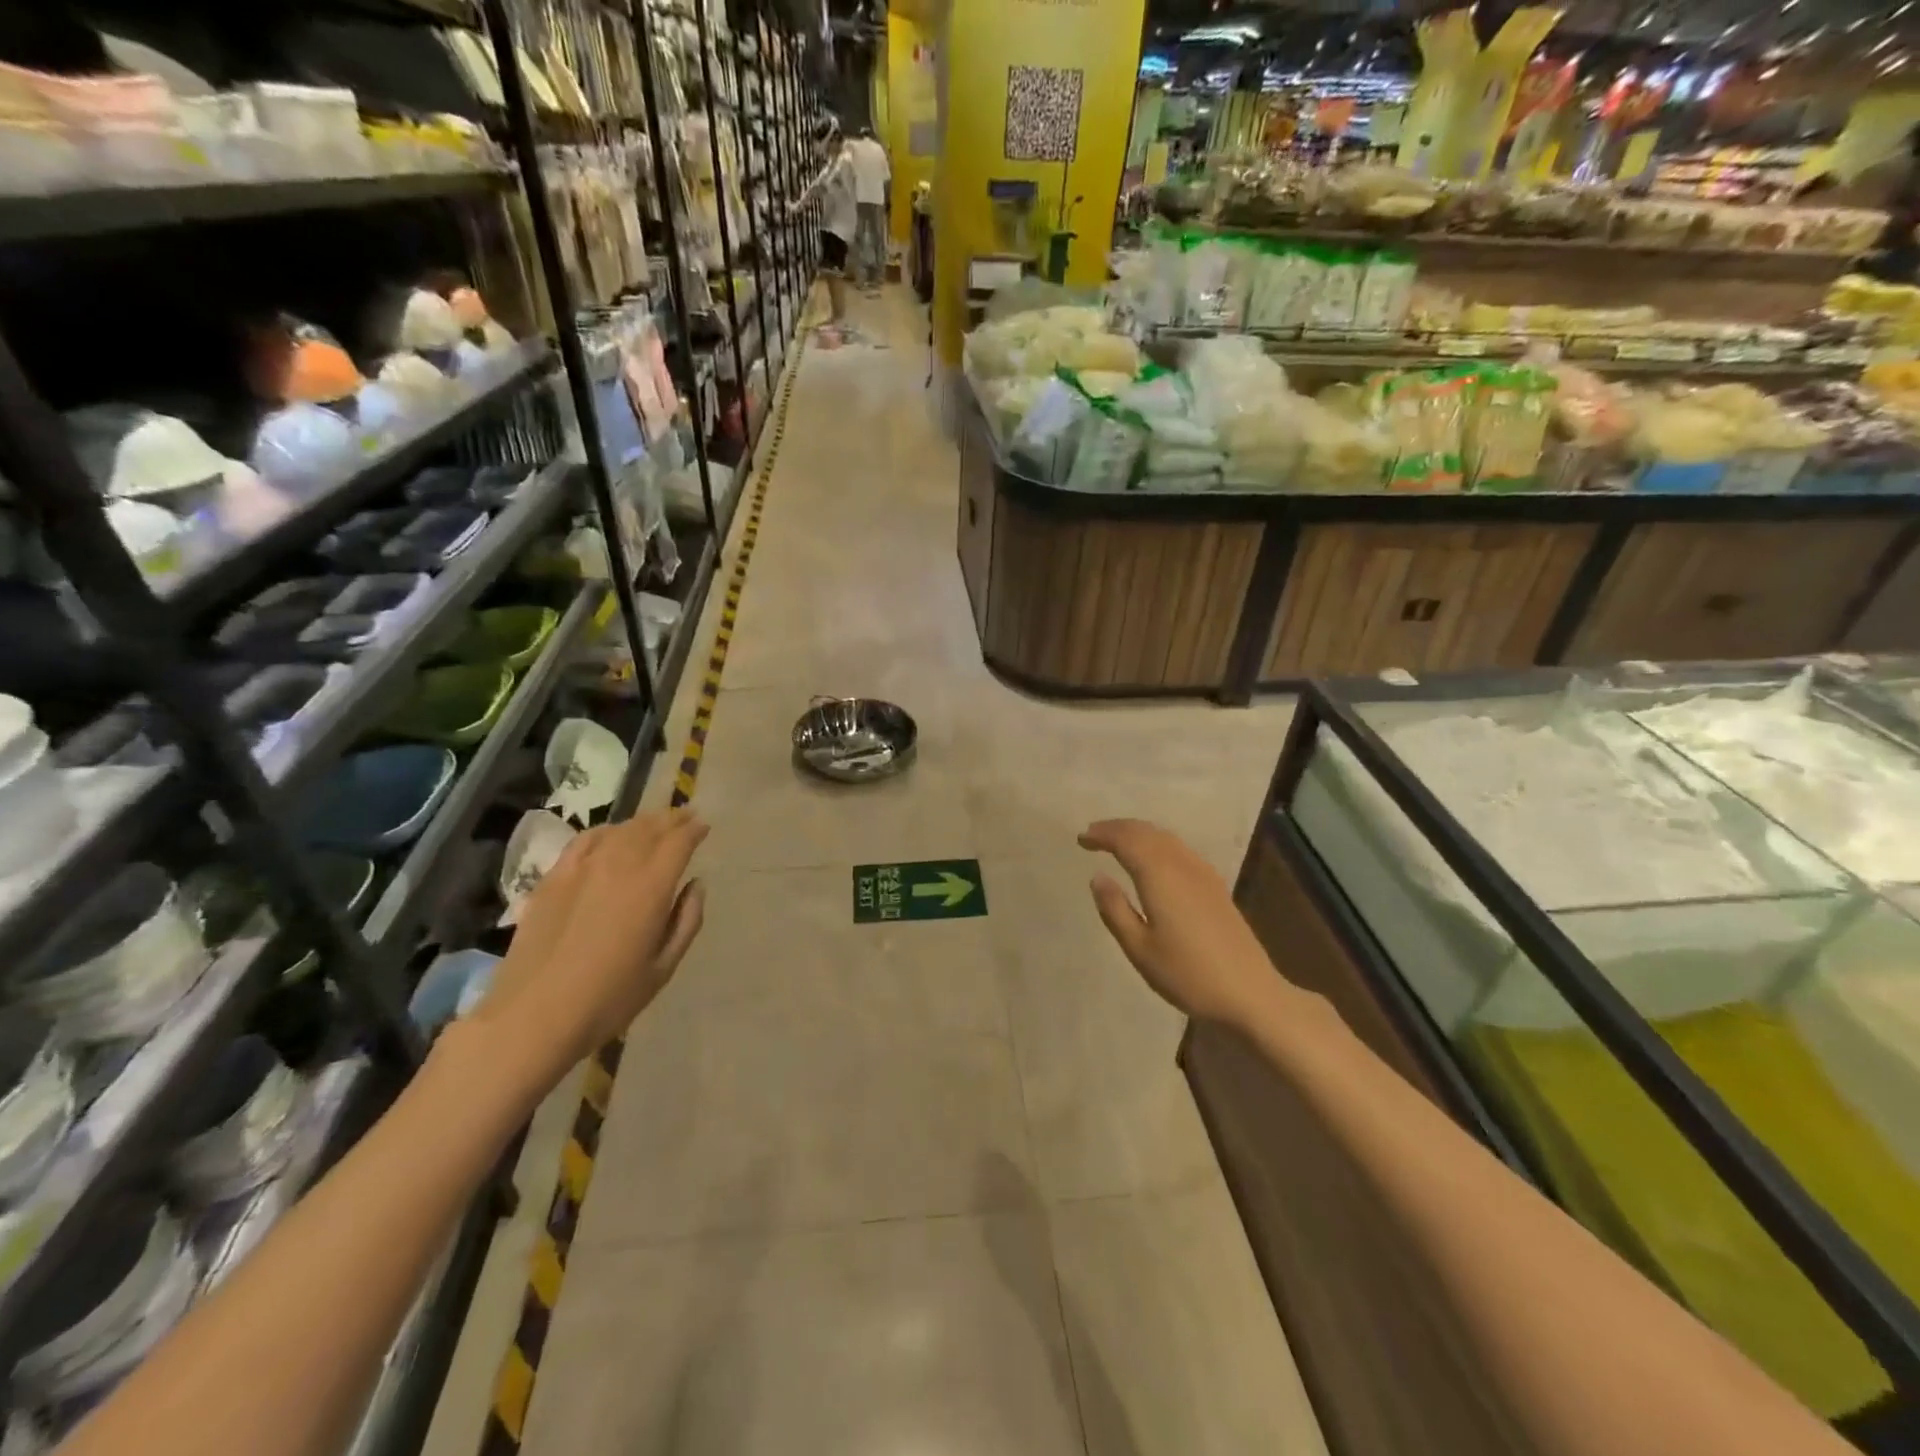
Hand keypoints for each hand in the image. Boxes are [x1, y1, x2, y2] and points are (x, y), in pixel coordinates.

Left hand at [468, 809, 707, 1079]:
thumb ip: (686, 920)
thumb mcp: (663, 967)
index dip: (694, 829)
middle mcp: (619, 866)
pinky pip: (584, 841)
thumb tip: (696, 885)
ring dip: (642, 822)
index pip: (679, 842)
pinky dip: (605, 831)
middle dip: (672, 819)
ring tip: (654, 823)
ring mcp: (581, 869)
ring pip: (619, 830)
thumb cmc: (609, 999)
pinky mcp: (552, 879)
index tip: (704, 826)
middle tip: (686, 816)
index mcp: (652, 887)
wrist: (533, 1017)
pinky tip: (610, 835)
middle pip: (650, 828)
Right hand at [1079, 819, 1276, 1029]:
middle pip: (1147, 832)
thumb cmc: (1187, 974)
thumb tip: (1097, 877)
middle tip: (1093, 835)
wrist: (1249, 993)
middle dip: (1118, 828)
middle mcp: (1182, 865)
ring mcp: (1203, 873)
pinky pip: (1179, 849)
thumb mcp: (1139, 948)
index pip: (1126, 840)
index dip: (1102, 834)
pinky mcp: (1215, 885)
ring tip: (1117, 842)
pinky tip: (1152, 859)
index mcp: (1160, 876)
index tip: (1081, 838)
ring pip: (1166, 837)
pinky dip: (1157, 843)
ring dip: (1138, 833)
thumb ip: (1115, 909)